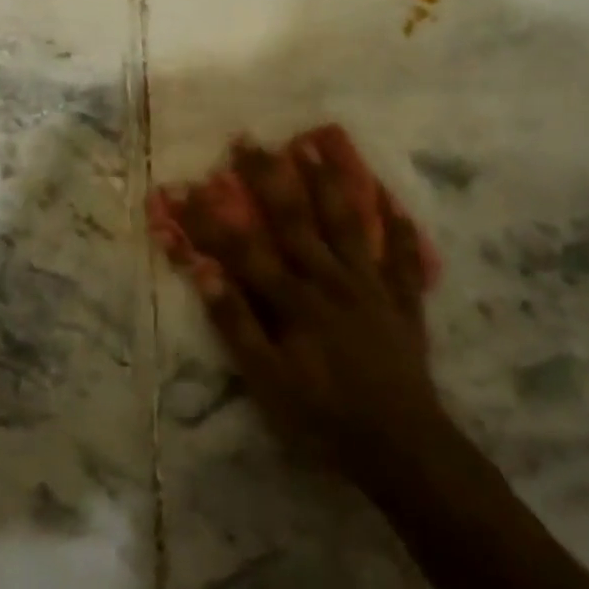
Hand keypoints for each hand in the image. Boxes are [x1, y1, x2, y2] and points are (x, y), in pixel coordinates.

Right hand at [149, 126, 444, 491]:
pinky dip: (400, 230)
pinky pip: (403, 259)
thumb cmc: (325, 417)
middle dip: (266, 177)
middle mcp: (330, 278)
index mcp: (294, 298)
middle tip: (247, 139)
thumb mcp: (267, 381)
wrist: (403, 448)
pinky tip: (395, 202)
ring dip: (329, 182)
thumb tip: (203, 271)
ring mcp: (370, 286)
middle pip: (294, 219)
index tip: (185, 186)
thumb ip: (236, 324)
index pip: (242, 248)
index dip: (210, 218)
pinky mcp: (402, 302)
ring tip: (313, 145)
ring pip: (347, 224)